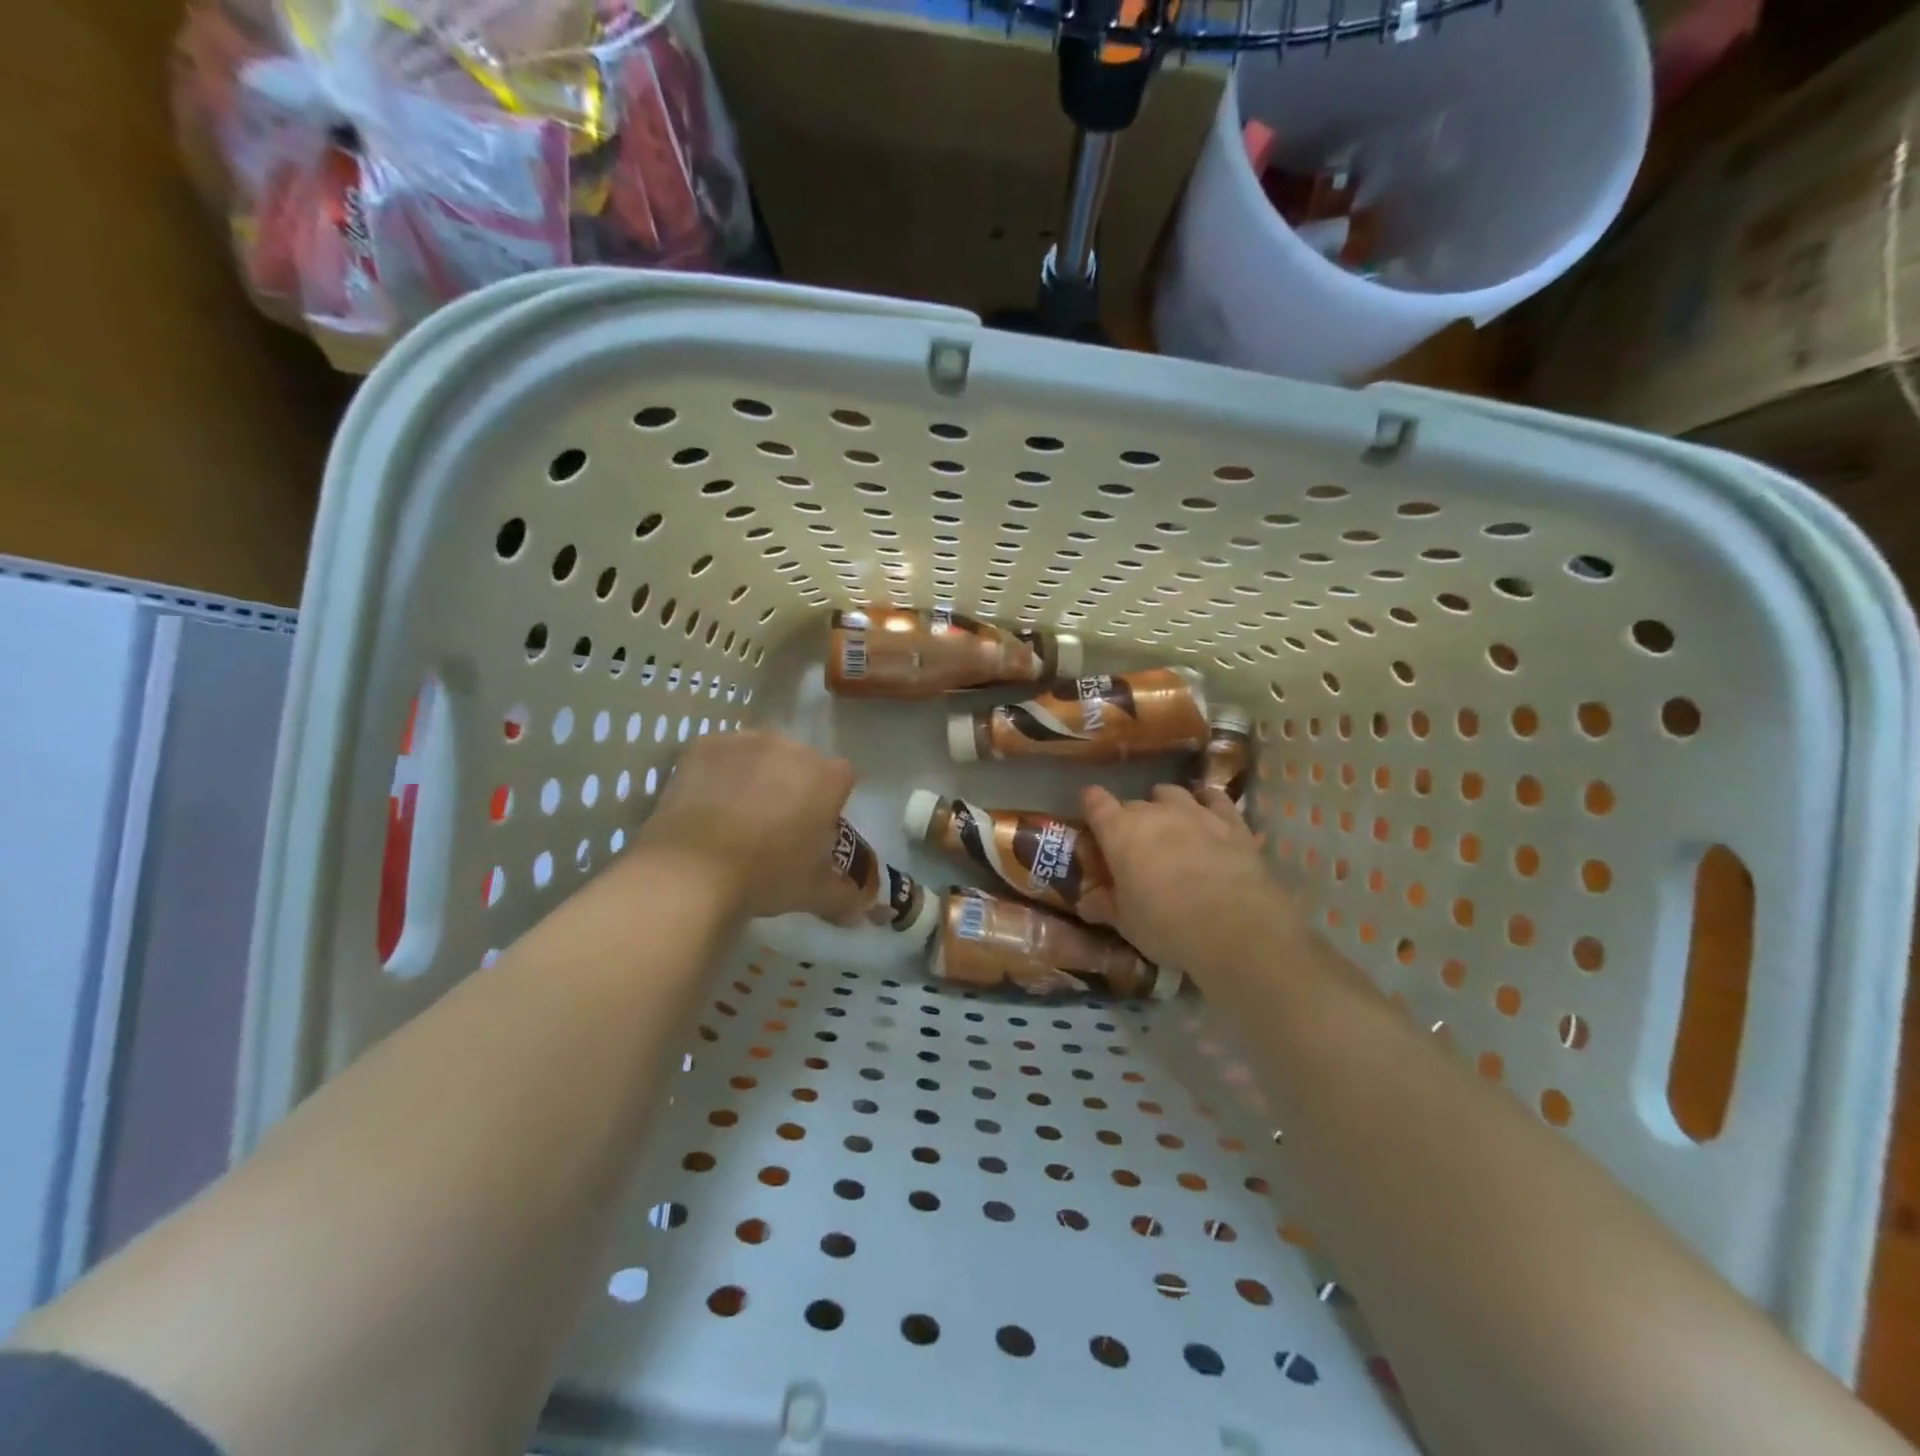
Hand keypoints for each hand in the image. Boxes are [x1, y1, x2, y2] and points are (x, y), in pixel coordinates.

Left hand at [638, 731, 862, 921]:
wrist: (693, 870)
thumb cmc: (767, 875)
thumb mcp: (814, 892)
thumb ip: (846, 895)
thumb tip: (863, 907)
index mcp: (827, 778)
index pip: (842, 779)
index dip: (830, 801)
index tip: (815, 827)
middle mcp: (792, 748)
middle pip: (801, 762)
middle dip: (793, 785)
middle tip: (775, 824)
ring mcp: (746, 742)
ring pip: (760, 755)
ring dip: (757, 775)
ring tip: (736, 813)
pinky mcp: (705, 745)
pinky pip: (721, 754)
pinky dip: (719, 772)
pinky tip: (707, 802)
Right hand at [1081, 784, 1301, 981]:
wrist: (1233, 925)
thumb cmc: (1165, 923)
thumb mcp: (1126, 922)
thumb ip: (1105, 906)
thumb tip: (1086, 904)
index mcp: (1119, 831)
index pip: (1095, 802)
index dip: (1092, 806)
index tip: (1092, 818)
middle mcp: (1154, 812)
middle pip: (1132, 803)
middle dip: (1129, 819)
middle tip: (1133, 845)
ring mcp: (1195, 811)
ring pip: (1172, 794)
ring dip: (1165, 805)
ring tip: (1169, 825)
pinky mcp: (1231, 821)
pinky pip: (1215, 799)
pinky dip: (1207, 803)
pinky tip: (1208, 812)